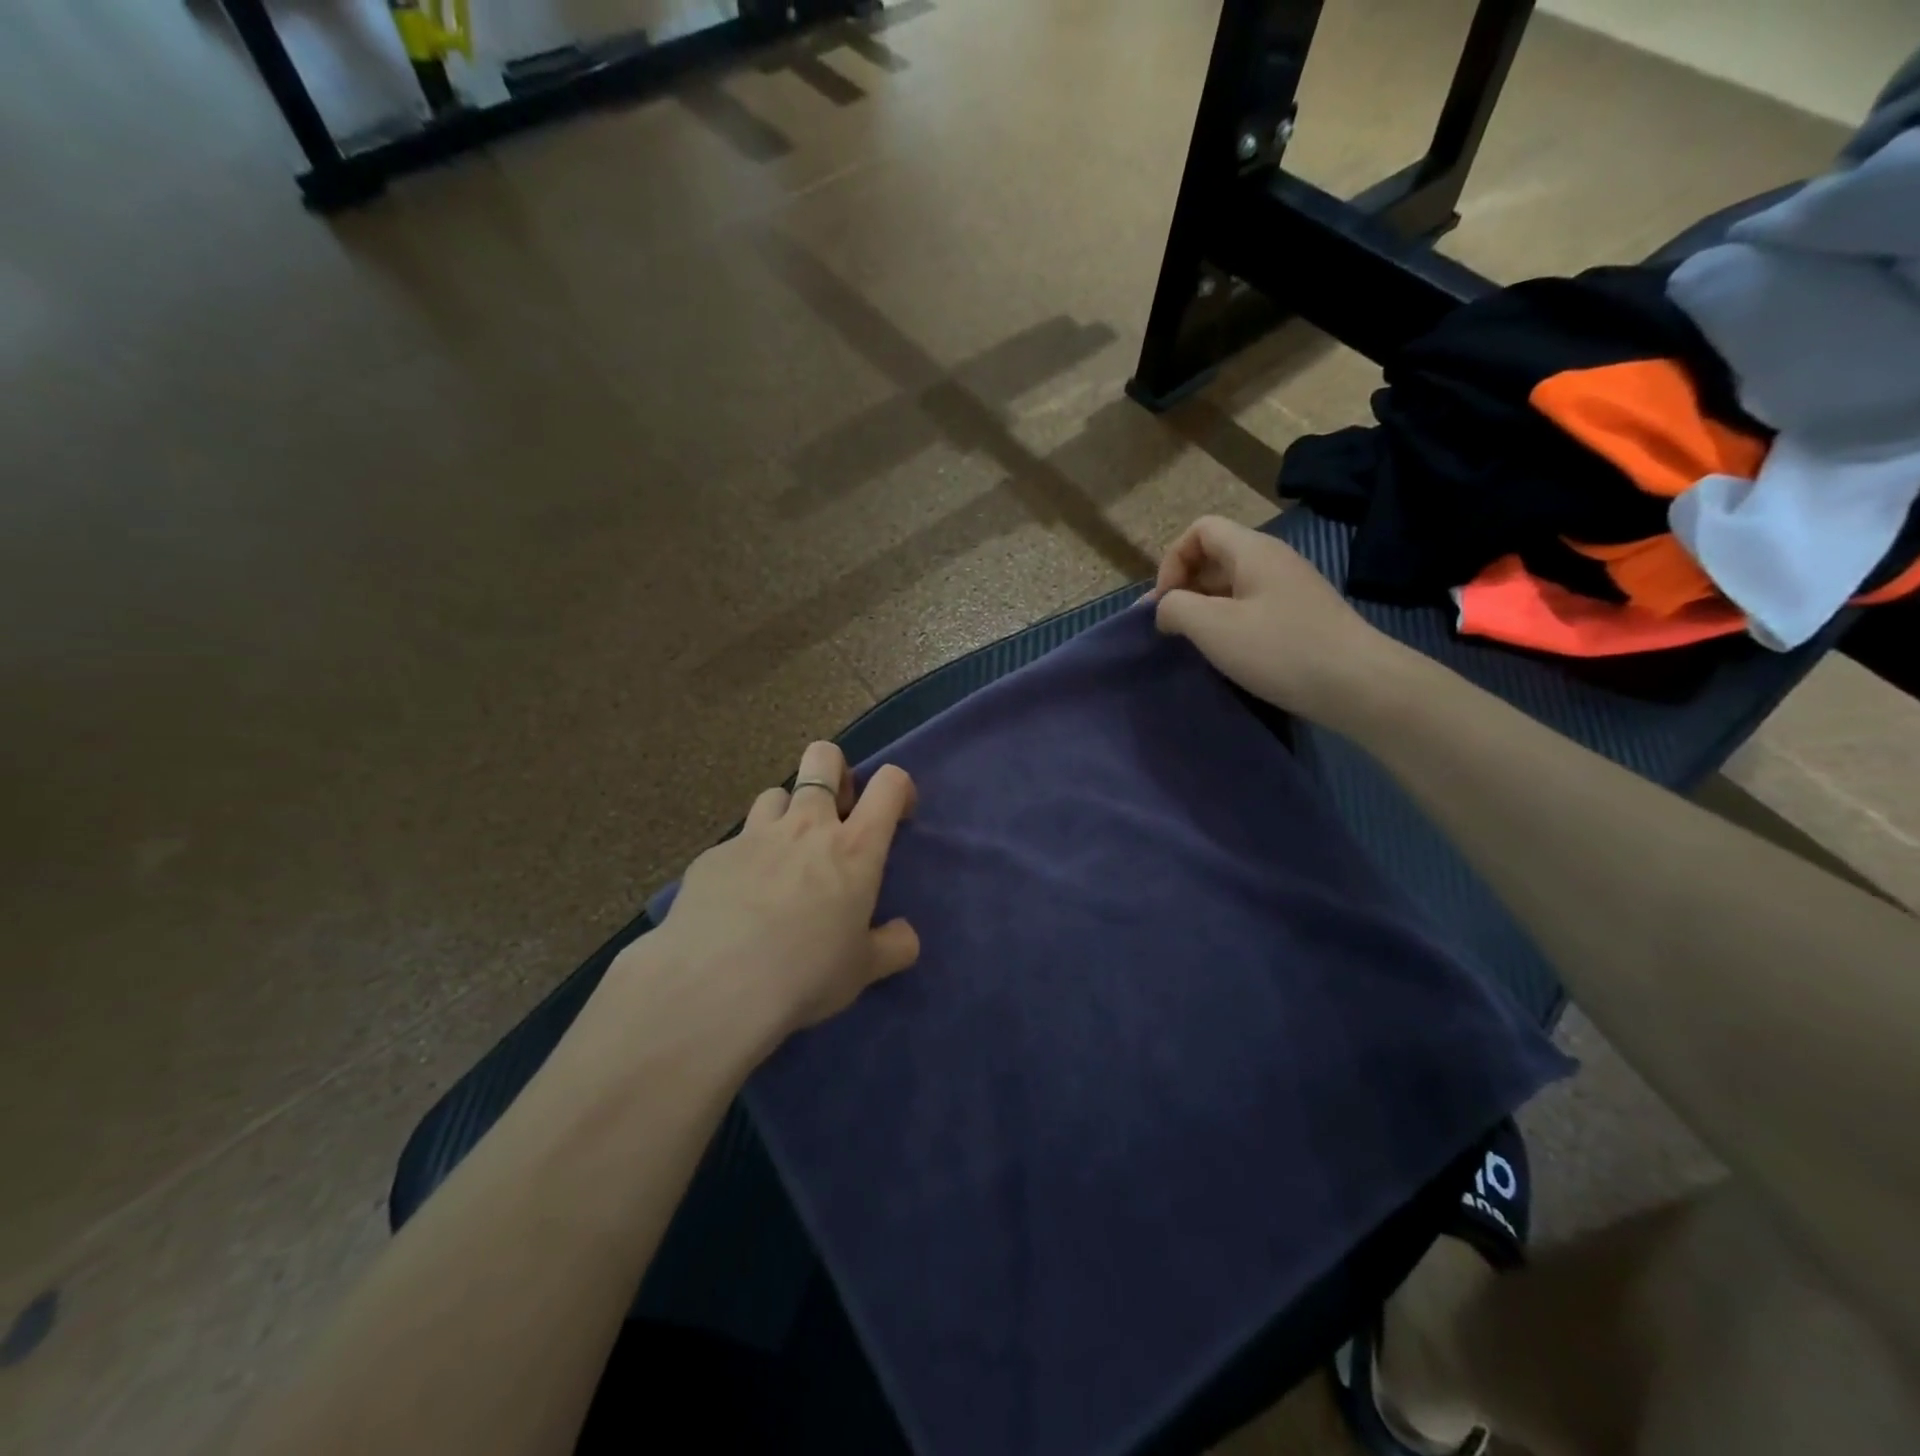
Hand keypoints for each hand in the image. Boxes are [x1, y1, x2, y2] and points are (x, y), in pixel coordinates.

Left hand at [648, 741, 920, 1041]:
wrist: (714, 986)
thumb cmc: (805, 973)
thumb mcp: (863, 970)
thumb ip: (893, 946)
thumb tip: (905, 936)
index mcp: (855, 848)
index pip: (889, 784)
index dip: (899, 788)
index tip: (897, 815)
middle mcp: (807, 825)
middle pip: (823, 757)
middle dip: (835, 770)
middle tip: (835, 813)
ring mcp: (755, 834)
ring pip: (776, 793)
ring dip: (787, 814)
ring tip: (783, 856)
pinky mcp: (714, 854)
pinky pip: (738, 840)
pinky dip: (747, 857)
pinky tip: (738, 897)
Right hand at [1148, 516, 1408, 727]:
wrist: (1358, 684)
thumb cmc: (1279, 650)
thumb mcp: (1212, 627)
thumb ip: (1175, 608)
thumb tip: (1166, 607)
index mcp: (1252, 550)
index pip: (1200, 530)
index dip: (1172, 561)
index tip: (1166, 603)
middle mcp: (1273, 560)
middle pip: (1216, 556)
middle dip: (1186, 587)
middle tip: (1174, 629)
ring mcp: (1291, 588)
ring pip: (1233, 585)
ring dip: (1206, 609)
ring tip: (1198, 645)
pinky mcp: (1301, 616)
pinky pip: (1253, 607)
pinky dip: (1231, 624)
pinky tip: (1230, 654)